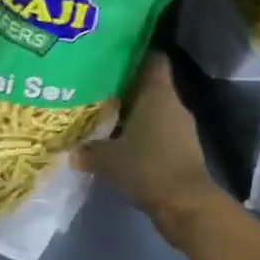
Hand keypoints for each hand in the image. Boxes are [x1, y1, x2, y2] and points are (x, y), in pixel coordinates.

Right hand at [76, 54, 224, 241]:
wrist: (187, 206)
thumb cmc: (148, 166)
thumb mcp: (109, 158)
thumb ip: (89, 150)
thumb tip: (72, 151)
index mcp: (158, 92)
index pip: (153, 58)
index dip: (136, 53)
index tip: (115, 54)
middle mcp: (173, 103)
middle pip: (150, 85)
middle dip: (128, 86)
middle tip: (100, 86)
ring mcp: (182, 127)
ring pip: (155, 110)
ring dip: (136, 113)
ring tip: (107, 115)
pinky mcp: (184, 150)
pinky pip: (160, 132)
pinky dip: (144, 135)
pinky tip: (123, 143)